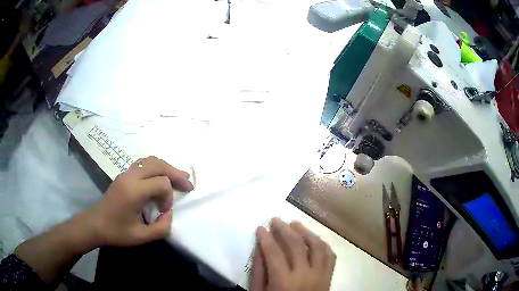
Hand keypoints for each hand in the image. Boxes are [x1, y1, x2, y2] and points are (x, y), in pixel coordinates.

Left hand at [80, 156, 193, 247]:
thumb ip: (161, 228)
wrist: (95, 224)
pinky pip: (143, 163)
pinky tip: (161, 177)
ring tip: (178, 177)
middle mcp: (130, 177)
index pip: (161, 183)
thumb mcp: (141, 237)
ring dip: (166, 167)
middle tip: (187, 184)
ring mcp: (125, 173)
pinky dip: (156, 167)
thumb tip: (169, 214)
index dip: (168, 197)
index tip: (163, 211)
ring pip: (150, 160)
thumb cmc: (116, 232)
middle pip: (158, 164)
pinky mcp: (123, 175)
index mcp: (134, 191)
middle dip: (175, 173)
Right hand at [251, 218, 335, 290]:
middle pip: (296, 245)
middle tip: (275, 219)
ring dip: (306, 231)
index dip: (266, 238)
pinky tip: (313, 238)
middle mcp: (305, 275)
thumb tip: (259, 248)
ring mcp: (321, 274)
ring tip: (295, 223)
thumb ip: (259, 271)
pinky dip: (322, 244)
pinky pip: (330, 255)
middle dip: (284, 229)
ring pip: (317, 246)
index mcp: (284, 281)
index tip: (260, 228)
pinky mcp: (329, 276)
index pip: (274, 253)